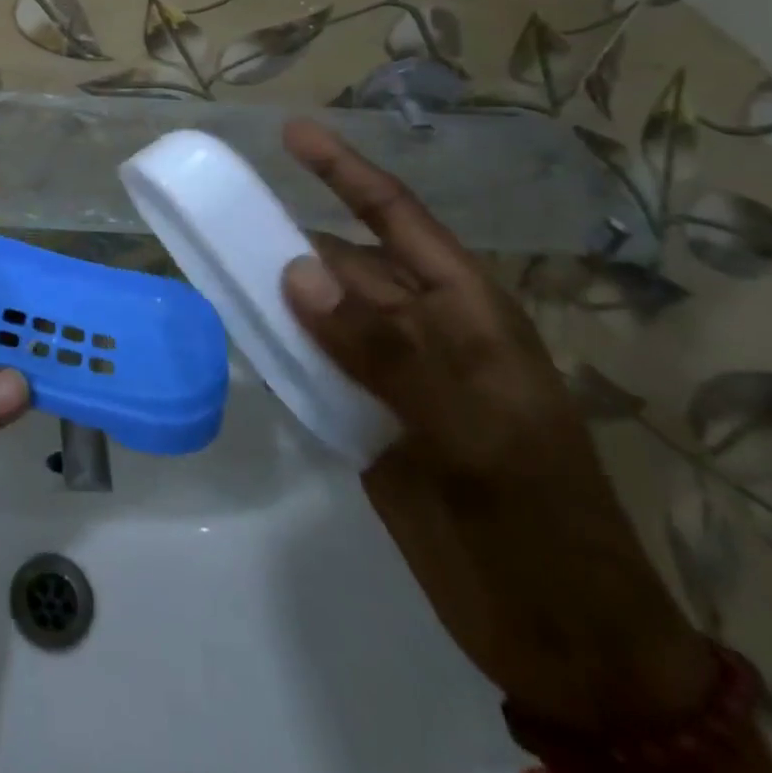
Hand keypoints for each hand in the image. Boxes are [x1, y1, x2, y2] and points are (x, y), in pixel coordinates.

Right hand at [278, 122, 716, 732]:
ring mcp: (391, 373)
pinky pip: (310, 360)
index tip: (291, 133)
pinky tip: (239, 331)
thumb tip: (294, 269)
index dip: (343, 172)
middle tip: (218, 216)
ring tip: (212, 263)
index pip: (395, 219)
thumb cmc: (535, 521)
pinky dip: (276, 342)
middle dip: (287, 236)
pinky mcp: (363, 415)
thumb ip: (383, 348)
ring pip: (320, 310)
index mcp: (465, 311)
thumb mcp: (469, 431)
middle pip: (344, 261)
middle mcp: (423, 329)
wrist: (558, 639)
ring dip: (274, 288)